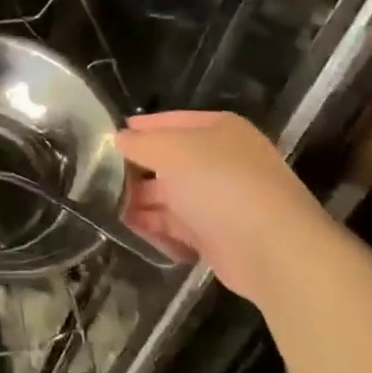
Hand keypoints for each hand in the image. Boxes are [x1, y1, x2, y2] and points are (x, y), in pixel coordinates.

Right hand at [117, 110, 346, 306]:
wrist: (273, 250)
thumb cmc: (220, 184)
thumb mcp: (171, 150)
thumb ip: (140, 143)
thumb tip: (118, 139)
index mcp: (219, 131)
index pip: (170, 121)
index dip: (140, 128)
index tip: (106, 138)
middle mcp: (221, 161)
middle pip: (168, 161)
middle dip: (135, 170)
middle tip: (98, 178)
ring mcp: (220, 200)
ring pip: (170, 196)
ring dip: (140, 201)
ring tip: (105, 207)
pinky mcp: (217, 236)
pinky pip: (178, 226)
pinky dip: (156, 228)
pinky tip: (132, 230)